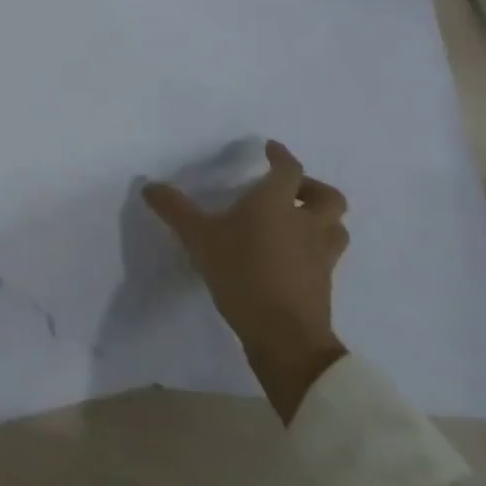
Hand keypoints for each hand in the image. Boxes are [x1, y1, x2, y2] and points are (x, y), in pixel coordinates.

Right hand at [144, 141, 349, 421]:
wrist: (285, 337)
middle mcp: (305, 223)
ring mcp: (320, 255)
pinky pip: (327, 256)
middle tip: (291, 189)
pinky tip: (294, 257)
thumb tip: (150, 186)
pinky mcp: (324, 284)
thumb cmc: (242, 274)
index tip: (271, 148)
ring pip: (335, 227)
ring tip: (299, 222)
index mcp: (276, 203)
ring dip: (322, 219)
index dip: (281, 155)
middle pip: (329, 197)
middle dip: (312, 187)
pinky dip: (315, 248)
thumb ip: (174, 210)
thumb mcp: (198, 238)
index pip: (289, 169)